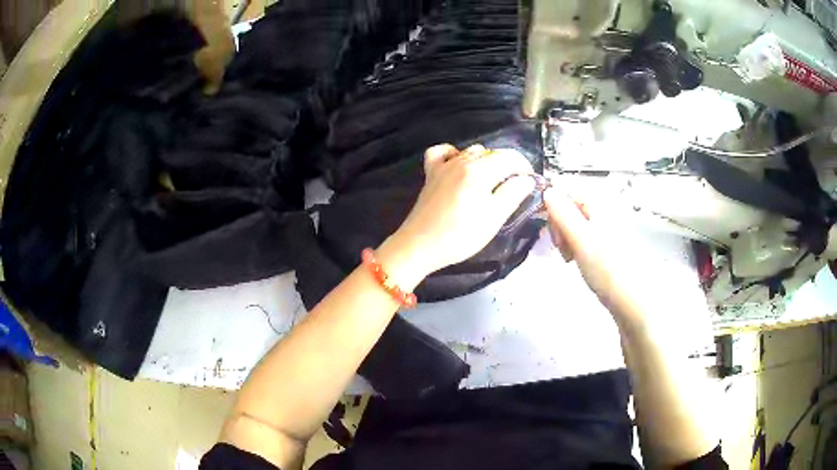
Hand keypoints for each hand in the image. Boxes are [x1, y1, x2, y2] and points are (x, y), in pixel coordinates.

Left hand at [379, 144, 534, 282]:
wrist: (419, 245)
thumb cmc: (460, 236)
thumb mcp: (493, 219)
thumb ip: (513, 194)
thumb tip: (527, 179)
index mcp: (480, 170)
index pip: (510, 157)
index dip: (525, 167)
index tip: (530, 183)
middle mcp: (462, 161)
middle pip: (492, 153)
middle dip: (508, 166)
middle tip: (513, 189)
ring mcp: (444, 165)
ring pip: (471, 151)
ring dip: (486, 161)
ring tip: (490, 183)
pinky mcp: (431, 173)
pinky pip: (442, 152)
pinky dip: (454, 154)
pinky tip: (459, 166)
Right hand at [543, 187, 651, 325]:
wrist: (633, 301)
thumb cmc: (607, 270)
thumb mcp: (581, 240)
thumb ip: (563, 214)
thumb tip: (547, 190)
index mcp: (600, 204)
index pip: (567, 192)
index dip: (553, 210)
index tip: (550, 234)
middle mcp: (605, 210)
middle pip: (571, 206)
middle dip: (559, 226)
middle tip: (562, 250)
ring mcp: (607, 228)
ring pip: (576, 223)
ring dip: (566, 238)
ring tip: (569, 258)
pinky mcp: (608, 244)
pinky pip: (584, 236)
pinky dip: (576, 246)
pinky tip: (578, 261)